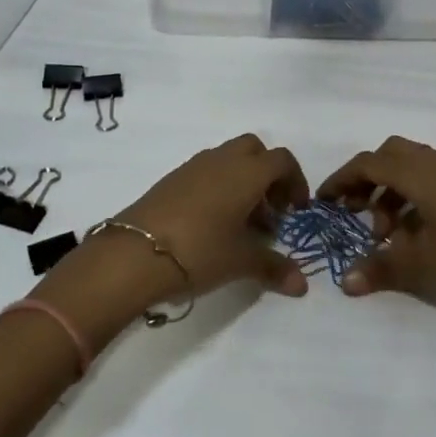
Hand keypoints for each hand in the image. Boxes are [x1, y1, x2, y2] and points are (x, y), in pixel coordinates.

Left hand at [36, 136, 309, 348]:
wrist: (133, 253)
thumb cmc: (199, 251)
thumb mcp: (241, 262)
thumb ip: (274, 268)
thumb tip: (302, 285)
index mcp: (247, 172)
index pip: (282, 160)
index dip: (295, 181)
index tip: (296, 210)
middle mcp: (222, 160)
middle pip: (255, 150)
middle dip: (268, 175)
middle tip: (270, 210)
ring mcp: (193, 167)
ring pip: (228, 159)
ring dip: (242, 181)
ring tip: (242, 222)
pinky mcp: (170, 180)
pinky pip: (205, 172)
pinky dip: (218, 187)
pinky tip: (212, 224)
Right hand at [317, 136, 435, 327]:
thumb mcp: (425, 263)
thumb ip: (382, 268)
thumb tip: (345, 283)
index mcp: (420, 173)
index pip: (369, 163)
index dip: (342, 179)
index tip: (325, 201)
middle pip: (390, 155)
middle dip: (367, 180)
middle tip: (357, 213)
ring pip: (413, 167)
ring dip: (392, 192)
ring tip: (389, 234)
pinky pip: (433, 178)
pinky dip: (415, 196)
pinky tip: (419, 232)